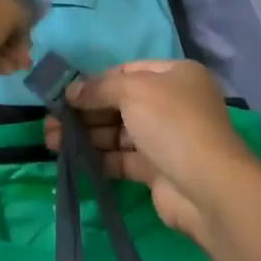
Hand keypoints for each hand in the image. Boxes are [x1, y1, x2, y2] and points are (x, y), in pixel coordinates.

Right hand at [43, 60, 256, 239]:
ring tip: (52, 140)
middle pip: (120, 103)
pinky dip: (99, 157)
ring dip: (86, 134)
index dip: (95, 81)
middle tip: (52, 120)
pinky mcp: (157, 170)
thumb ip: (99, 88)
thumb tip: (70, 91)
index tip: (65, 93)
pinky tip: (73, 159)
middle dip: (85, 111)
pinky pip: (122, 158)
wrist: (208, 187)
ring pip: (118, 132)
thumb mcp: (133, 91)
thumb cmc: (172, 124)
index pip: (127, 72)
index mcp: (175, 76)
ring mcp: (165, 138)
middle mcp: (172, 103)